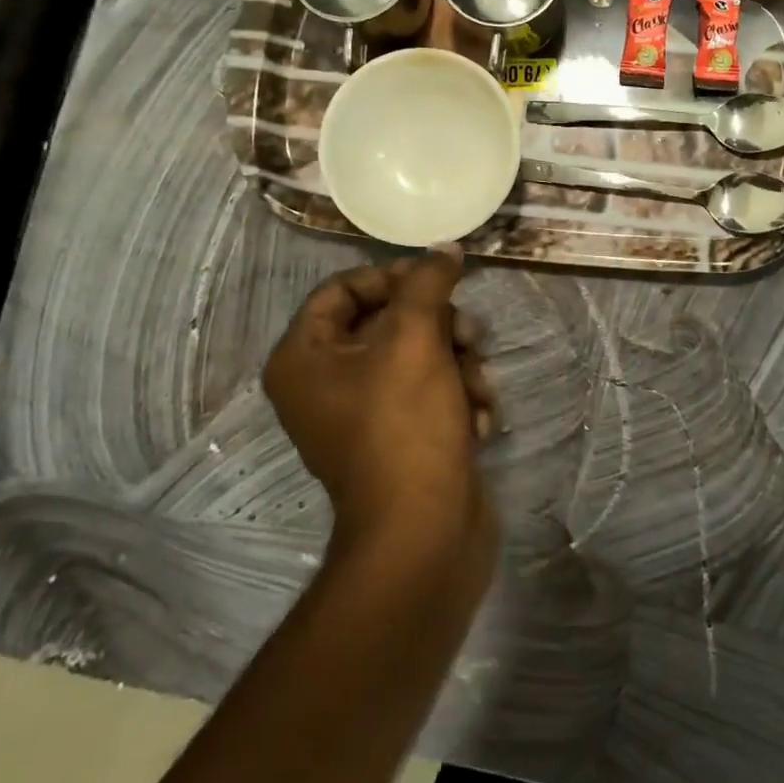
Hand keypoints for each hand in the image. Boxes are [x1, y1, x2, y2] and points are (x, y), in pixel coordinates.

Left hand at [262, 248, 498, 549]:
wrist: (425, 535)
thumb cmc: (405, 426)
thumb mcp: (416, 339)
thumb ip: (428, 283)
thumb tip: (445, 248)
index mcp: (304, 358)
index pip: (343, 288)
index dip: (392, 277)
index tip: (438, 280)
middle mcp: (325, 384)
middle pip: (388, 322)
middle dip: (439, 327)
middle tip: (470, 336)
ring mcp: (364, 416)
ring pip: (420, 357)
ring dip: (459, 365)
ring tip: (479, 388)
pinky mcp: (402, 439)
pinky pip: (431, 395)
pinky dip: (459, 400)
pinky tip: (479, 422)